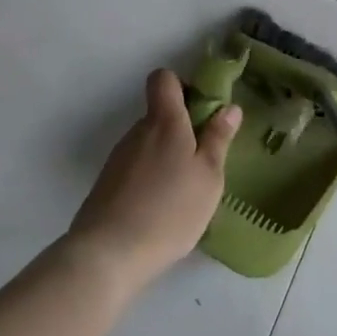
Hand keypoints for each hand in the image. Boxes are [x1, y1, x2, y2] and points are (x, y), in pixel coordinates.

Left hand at [65, 69, 240, 292]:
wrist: (107, 255)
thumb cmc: (169, 210)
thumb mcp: (208, 176)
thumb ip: (218, 139)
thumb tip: (229, 107)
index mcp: (165, 122)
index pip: (163, 79)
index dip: (183, 85)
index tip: (202, 110)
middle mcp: (138, 132)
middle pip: (160, 114)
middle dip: (183, 128)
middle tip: (205, 160)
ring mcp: (119, 158)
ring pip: (149, 143)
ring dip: (168, 156)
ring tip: (185, 191)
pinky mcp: (107, 184)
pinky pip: (137, 167)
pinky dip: (151, 178)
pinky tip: (162, 209)